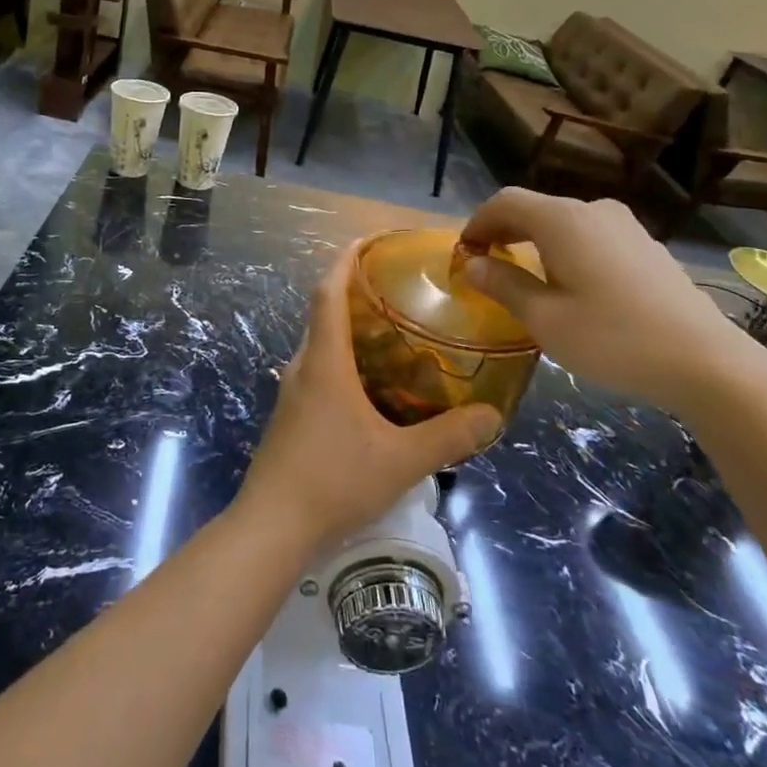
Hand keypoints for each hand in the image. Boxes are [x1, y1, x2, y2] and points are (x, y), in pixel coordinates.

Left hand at [237, 245, 501, 554]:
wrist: (273, 525)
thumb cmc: (334, 480)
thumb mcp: (401, 460)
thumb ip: (449, 437)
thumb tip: (493, 415)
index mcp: (324, 361)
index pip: (327, 292)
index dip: (345, 261)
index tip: (368, 241)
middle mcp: (303, 366)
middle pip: (324, 314)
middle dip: (355, 294)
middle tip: (399, 291)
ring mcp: (293, 392)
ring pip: (321, 345)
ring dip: (350, 331)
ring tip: (394, 334)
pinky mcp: (291, 416)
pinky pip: (319, 371)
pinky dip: (344, 361)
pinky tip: (373, 387)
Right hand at [459, 189, 763, 417]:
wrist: (707, 363)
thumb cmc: (613, 339)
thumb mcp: (545, 319)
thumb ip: (505, 285)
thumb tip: (475, 264)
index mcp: (562, 220)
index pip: (505, 202)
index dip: (478, 222)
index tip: (464, 252)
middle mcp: (593, 211)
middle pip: (536, 208)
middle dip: (505, 231)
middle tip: (487, 263)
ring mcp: (626, 227)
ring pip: (566, 222)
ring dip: (537, 241)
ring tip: (526, 275)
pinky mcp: (648, 248)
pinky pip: (593, 237)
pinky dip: (568, 249)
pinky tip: (572, 284)